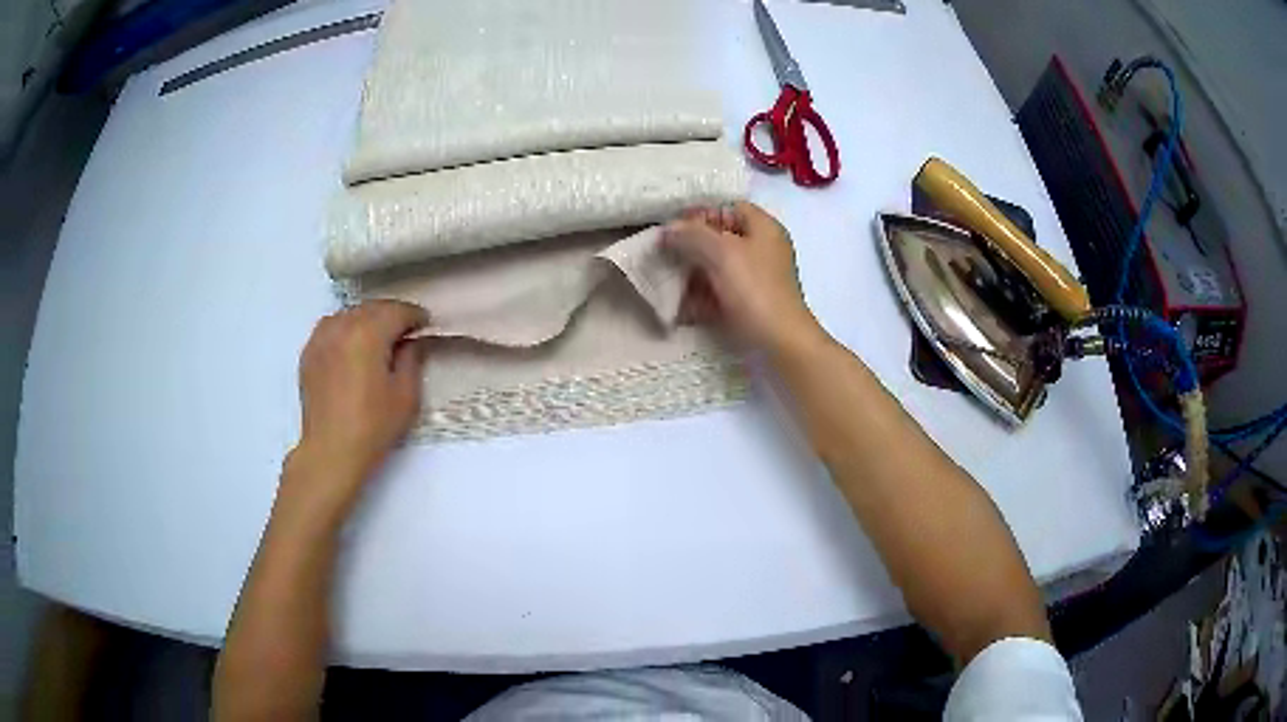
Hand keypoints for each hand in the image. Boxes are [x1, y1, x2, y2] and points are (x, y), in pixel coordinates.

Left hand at [290, 301, 428, 511]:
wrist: (331, 451)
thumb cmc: (373, 426)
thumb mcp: (406, 396)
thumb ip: (412, 359)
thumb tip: (412, 341)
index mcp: (368, 333)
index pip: (398, 311)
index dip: (415, 316)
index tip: (426, 326)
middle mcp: (342, 326)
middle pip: (373, 307)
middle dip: (392, 315)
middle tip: (406, 332)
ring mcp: (322, 337)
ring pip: (350, 313)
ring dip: (368, 319)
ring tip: (379, 337)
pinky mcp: (309, 352)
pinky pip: (331, 326)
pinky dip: (346, 327)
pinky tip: (352, 345)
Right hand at [663, 202, 822, 353]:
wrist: (780, 342)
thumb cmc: (755, 289)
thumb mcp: (722, 252)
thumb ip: (692, 234)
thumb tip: (668, 229)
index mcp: (763, 229)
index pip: (729, 208)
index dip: (701, 213)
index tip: (674, 227)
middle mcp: (761, 249)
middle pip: (720, 239)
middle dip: (690, 246)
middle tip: (664, 254)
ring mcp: (755, 278)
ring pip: (716, 267)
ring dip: (691, 273)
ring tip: (666, 281)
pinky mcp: (747, 303)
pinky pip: (719, 292)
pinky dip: (700, 296)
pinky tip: (679, 306)